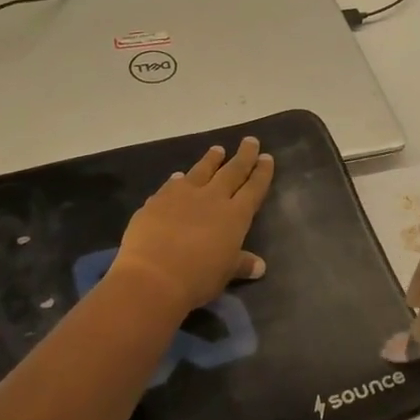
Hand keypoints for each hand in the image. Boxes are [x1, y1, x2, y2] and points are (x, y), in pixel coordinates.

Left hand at [110, 137, 274, 314]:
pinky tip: (178, 176)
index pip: (253, 188)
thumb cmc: (198, 278)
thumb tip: (260, 266)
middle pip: (232, 171)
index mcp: (235, 215)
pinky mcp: (159, 199)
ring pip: (202, 170)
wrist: (153, 276)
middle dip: (243, 156)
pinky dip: (178, 179)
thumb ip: (241, 263)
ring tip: (217, 149)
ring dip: (211, 159)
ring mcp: (184, 195)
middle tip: (250, 140)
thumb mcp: (225, 273)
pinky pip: (172, 184)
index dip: (262, 173)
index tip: (267, 157)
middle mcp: (213, 198)